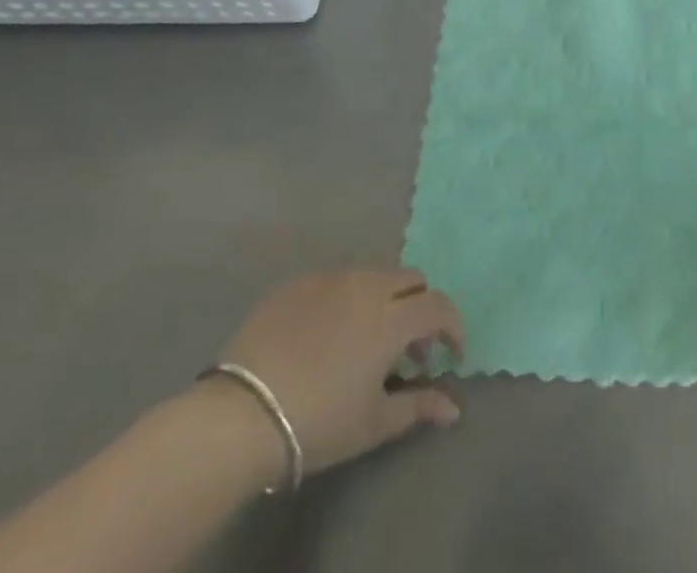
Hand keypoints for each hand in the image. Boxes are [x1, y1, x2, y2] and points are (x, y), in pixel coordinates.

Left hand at [216, 268, 465, 476]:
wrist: (241, 415)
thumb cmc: (319, 422)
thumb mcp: (374, 422)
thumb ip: (418, 406)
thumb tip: (455, 407)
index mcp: (391, 317)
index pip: (438, 306)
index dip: (452, 326)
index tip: (450, 354)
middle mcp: (367, 285)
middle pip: (411, 278)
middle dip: (420, 306)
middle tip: (409, 349)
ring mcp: (331, 278)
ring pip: (374, 274)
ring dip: (386, 299)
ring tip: (368, 341)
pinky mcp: (299, 282)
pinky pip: (337, 280)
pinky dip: (348, 300)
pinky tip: (329, 335)